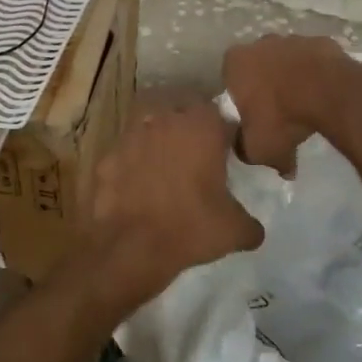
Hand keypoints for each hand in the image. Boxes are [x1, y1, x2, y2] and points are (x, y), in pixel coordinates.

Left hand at [88, 93, 264, 308]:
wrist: (130, 248)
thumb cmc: (190, 228)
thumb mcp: (235, 231)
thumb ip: (251, 224)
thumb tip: (255, 230)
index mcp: (203, 127)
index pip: (222, 116)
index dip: (227, 134)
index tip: (229, 154)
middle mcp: (166, 120)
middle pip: (183, 112)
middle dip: (191, 128)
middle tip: (198, 156)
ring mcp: (131, 136)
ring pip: (150, 125)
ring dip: (159, 138)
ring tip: (166, 166)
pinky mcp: (107, 157)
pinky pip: (126, 152)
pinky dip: (132, 163)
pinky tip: (138, 185)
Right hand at [222, 34, 361, 175]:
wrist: (330, 95)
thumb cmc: (282, 118)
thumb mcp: (256, 149)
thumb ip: (245, 150)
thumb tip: (248, 151)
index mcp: (235, 62)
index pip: (230, 81)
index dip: (241, 100)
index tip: (253, 118)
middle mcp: (260, 43)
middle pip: (258, 66)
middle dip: (265, 84)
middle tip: (278, 112)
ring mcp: (293, 39)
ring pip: (287, 60)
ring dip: (292, 77)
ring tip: (304, 104)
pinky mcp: (321, 41)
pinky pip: (314, 61)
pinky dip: (316, 73)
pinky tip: (324, 94)